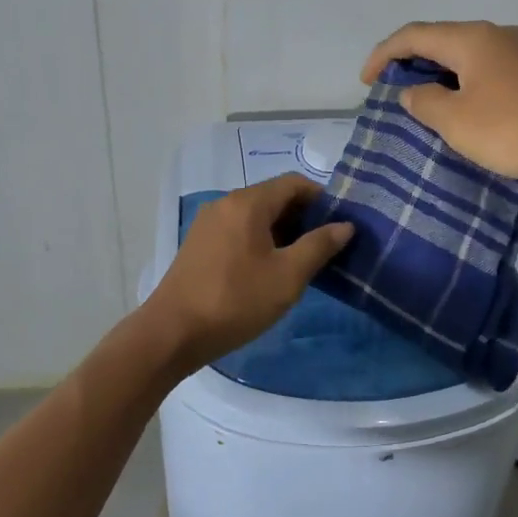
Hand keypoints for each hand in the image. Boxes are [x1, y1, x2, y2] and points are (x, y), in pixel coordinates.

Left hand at [143, 174, 353, 369]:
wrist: (172, 333)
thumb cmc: (236, 301)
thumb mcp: (287, 276)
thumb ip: (319, 246)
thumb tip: (344, 226)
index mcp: (248, 203)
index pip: (294, 183)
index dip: (322, 198)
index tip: (340, 223)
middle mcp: (226, 203)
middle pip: (274, 196)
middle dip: (303, 216)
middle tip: (327, 245)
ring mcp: (209, 223)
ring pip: (256, 215)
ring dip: (282, 230)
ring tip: (303, 260)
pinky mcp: (200, 244)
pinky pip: (239, 230)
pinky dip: (261, 240)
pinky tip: (270, 268)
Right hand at [360, 20, 517, 183]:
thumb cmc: (515, 128)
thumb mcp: (456, 121)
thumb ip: (425, 103)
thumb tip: (413, 91)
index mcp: (471, 39)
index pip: (414, 35)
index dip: (383, 55)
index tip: (366, 83)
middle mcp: (498, 35)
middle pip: (443, 41)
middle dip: (414, 64)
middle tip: (397, 95)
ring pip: (470, 58)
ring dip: (444, 77)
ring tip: (431, 107)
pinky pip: (493, 72)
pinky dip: (470, 86)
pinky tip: (473, 112)